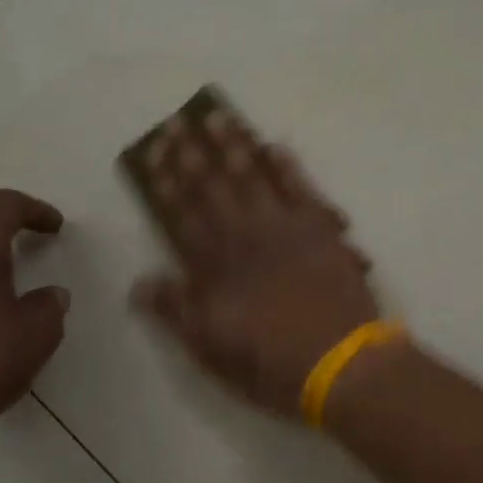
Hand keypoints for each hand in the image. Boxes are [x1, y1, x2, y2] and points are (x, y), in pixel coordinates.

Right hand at [131, 109, 378, 417]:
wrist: (341, 364)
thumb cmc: (272, 365)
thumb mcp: (212, 350)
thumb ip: (176, 312)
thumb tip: (141, 282)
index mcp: (215, 268)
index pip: (182, 216)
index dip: (166, 184)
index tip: (154, 153)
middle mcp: (245, 238)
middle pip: (213, 188)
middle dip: (192, 154)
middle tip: (178, 122)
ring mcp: (285, 228)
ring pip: (253, 178)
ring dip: (234, 147)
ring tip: (218, 117)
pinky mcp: (321, 229)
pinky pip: (301, 188)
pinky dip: (287, 166)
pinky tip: (274, 145)